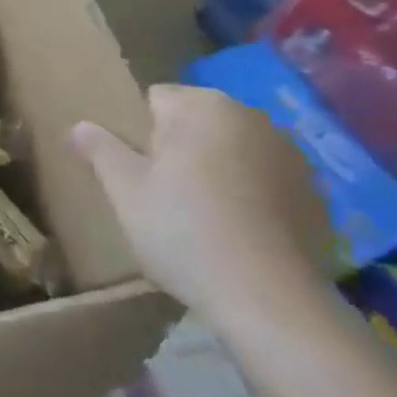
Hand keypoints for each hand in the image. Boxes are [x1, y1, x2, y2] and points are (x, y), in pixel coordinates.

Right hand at [70, 84, 338, 328]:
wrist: (269, 298)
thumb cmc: (183, 230)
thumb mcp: (125, 191)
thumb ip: (100, 150)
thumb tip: (79, 125)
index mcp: (203, 106)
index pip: (157, 98)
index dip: (138, 130)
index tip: (134, 167)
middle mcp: (253, 117)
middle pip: (199, 122)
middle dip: (179, 146)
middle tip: (160, 191)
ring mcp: (292, 155)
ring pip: (235, 150)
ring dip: (217, 168)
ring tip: (201, 214)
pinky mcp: (317, 194)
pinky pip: (267, 181)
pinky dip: (251, 195)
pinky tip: (238, 231)